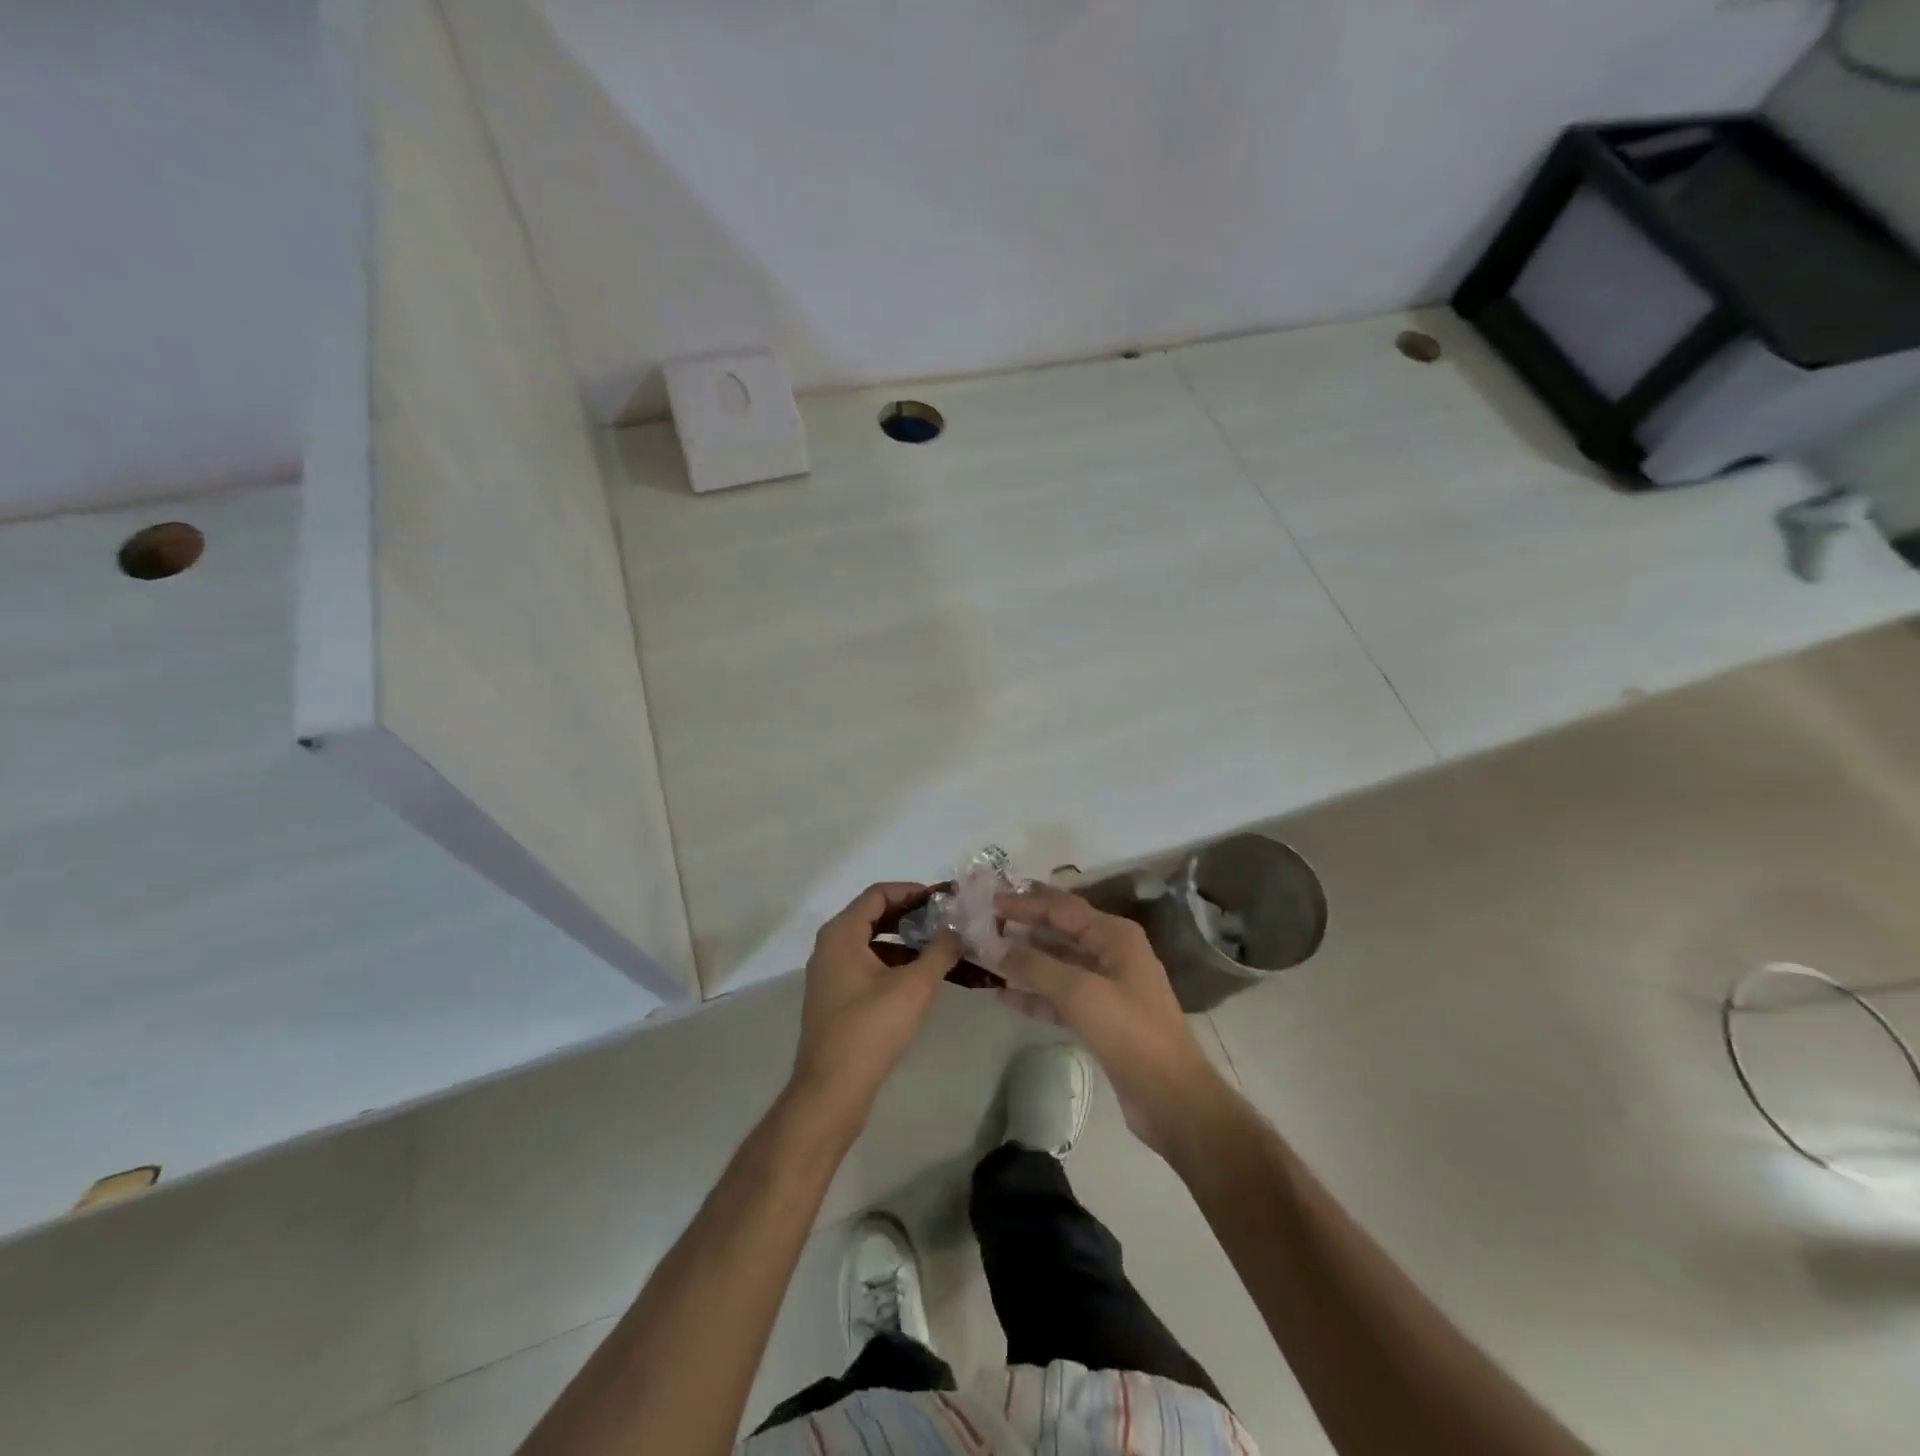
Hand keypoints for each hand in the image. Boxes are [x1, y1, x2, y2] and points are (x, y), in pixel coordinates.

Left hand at [790, 883, 962, 1122]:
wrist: (832, 1089)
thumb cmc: (871, 1028)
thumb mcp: (915, 986)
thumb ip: (940, 951)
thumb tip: (955, 930)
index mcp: (841, 933)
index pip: (878, 894)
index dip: (912, 891)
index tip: (943, 899)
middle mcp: (830, 946)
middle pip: (873, 915)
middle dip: (910, 915)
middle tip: (945, 921)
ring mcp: (829, 973)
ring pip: (870, 942)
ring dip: (904, 941)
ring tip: (939, 949)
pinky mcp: (834, 997)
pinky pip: (865, 965)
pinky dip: (892, 963)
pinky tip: (918, 978)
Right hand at [996, 885, 1227, 1156]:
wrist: (1170, 1096)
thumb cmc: (1130, 1032)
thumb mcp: (1080, 991)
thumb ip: (1036, 965)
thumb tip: (998, 947)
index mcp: (1115, 936)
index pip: (1063, 908)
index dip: (1026, 903)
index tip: (991, 900)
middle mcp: (1112, 953)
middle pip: (1061, 931)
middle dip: (1025, 927)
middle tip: (986, 923)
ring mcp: (1107, 987)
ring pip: (1058, 964)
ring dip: (1026, 960)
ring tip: (989, 956)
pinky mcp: (1100, 1018)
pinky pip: (1060, 996)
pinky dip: (1036, 994)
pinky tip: (1005, 995)